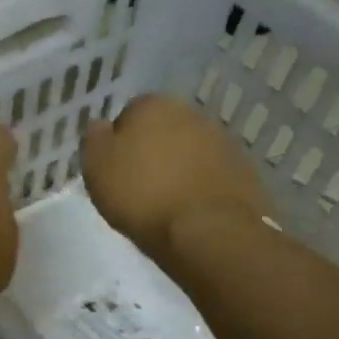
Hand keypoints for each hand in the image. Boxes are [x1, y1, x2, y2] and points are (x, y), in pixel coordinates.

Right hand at [82, 95, 267, 268]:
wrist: (208, 232)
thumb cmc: (141, 194)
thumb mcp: (96, 165)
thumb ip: (94, 138)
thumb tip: (101, 126)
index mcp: (153, 105)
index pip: (128, 114)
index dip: (119, 141)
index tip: (114, 168)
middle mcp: (192, 114)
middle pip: (162, 130)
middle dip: (152, 151)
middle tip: (138, 184)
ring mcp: (223, 141)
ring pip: (189, 150)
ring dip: (178, 167)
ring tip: (164, 201)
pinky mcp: (244, 170)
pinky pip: (211, 173)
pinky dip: (200, 185)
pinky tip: (189, 209)